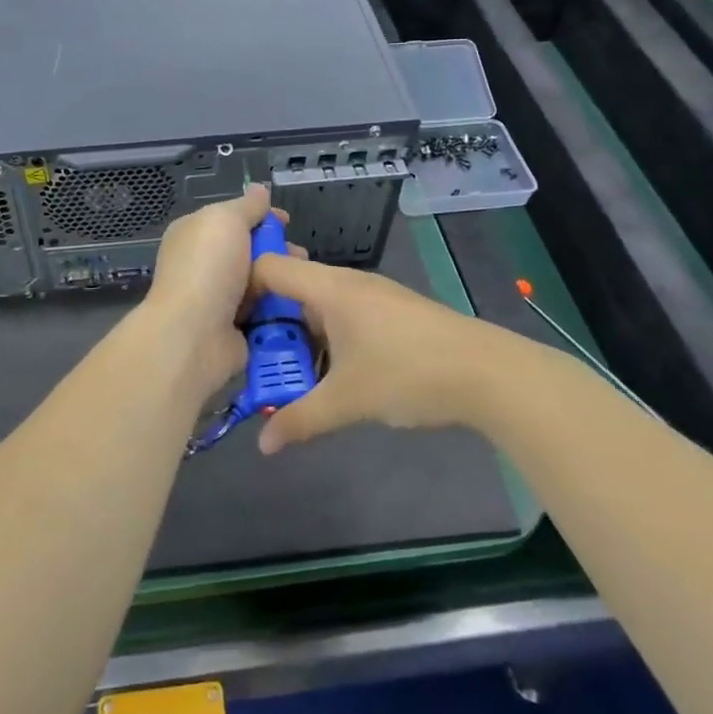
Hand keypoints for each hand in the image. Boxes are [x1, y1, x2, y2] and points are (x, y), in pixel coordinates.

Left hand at [145, 185, 286, 398]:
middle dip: (278, 250)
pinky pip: (264, 312)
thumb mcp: (226, 220)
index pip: (232, 219)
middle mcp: (204, 264)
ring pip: (260, 282)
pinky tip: (299, 304)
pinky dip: (280, 309)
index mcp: (195, 234)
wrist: (194, 334)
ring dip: (282, 280)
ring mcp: (218, 298)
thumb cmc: (208, 267)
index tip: (287, 221)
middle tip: (301, 255)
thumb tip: (259, 189)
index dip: (261, 217)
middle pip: (250, 250)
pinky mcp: (234, 329)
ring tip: (304, 280)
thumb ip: (246, 205)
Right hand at [247, 256, 488, 454]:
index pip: (269, 267)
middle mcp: (347, 283)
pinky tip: (330, 374)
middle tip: (252, 360)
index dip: (241, 289)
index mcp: (329, 288)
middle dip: (269, 324)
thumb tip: (262, 446)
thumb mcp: (347, 401)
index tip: (225, 324)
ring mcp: (372, 297)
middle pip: (291, 288)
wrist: (487, 373)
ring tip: (287, 375)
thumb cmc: (407, 373)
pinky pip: (343, 316)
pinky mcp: (392, 313)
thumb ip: (300, 419)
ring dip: (300, 337)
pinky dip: (327, 339)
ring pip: (319, 306)